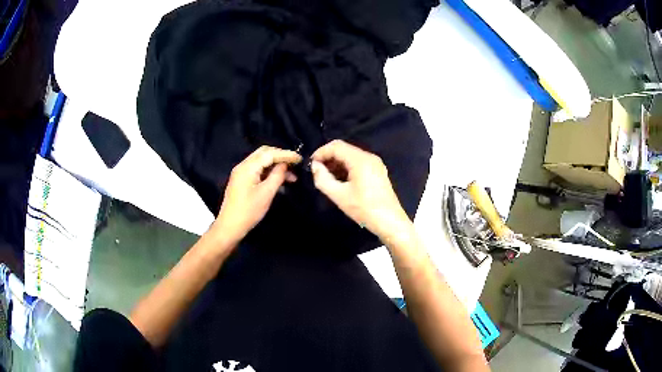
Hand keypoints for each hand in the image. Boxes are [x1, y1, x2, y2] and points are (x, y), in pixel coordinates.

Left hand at [212, 146, 301, 244]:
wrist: (230, 226)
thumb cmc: (249, 211)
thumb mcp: (266, 193)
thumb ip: (277, 176)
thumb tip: (285, 164)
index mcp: (248, 167)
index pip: (269, 154)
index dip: (285, 154)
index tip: (300, 158)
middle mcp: (243, 165)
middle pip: (264, 153)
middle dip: (280, 156)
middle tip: (295, 163)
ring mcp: (241, 172)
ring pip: (261, 161)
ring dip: (276, 165)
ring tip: (291, 176)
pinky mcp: (242, 180)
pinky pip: (258, 169)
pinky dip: (269, 171)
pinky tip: (280, 179)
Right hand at [311, 140, 410, 240]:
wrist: (390, 222)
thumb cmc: (364, 209)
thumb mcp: (339, 195)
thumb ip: (323, 179)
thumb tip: (315, 166)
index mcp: (360, 159)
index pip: (336, 146)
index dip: (321, 152)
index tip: (310, 165)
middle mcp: (369, 157)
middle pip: (344, 149)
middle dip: (328, 158)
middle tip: (316, 172)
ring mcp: (375, 164)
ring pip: (350, 156)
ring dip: (336, 164)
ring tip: (326, 178)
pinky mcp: (377, 172)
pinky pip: (358, 164)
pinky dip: (346, 168)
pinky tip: (339, 181)